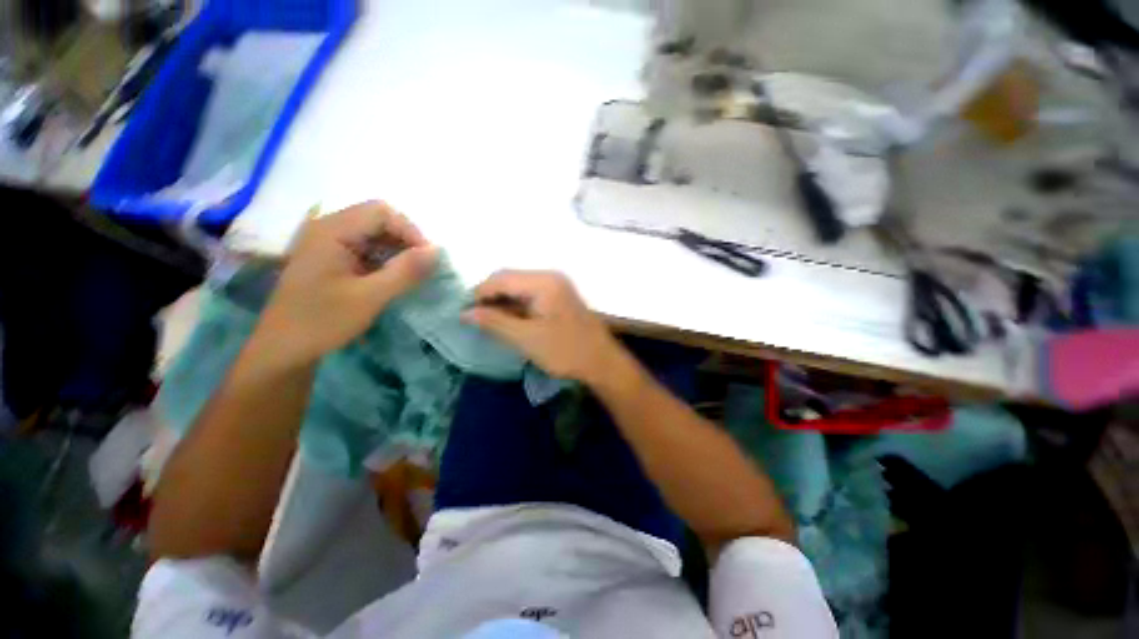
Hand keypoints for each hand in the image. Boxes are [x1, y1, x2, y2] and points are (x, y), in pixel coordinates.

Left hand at [257, 202, 436, 365]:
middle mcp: (327, 228)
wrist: (283, 349)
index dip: (410, 231)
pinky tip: (391, 279)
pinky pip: (365, 248)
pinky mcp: (330, 257)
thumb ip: (405, 271)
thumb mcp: (370, 297)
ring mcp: (326, 242)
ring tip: (409, 276)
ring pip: (374, 234)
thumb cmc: (323, 321)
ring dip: (396, 251)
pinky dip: (384, 259)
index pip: (381, 212)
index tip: (427, 260)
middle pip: (377, 219)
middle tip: (420, 269)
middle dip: (405, 241)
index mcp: (331, 231)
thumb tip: (437, 250)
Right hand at [463, 271, 622, 383]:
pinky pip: (531, 295)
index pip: (501, 278)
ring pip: (520, 287)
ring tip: (489, 321)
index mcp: (543, 282)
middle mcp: (550, 276)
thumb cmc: (565, 351)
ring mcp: (557, 285)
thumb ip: (494, 322)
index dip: (479, 293)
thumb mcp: (526, 338)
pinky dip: (517, 306)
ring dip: (503, 302)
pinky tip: (509, 320)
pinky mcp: (560, 296)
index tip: (463, 312)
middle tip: (475, 318)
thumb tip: (465, 312)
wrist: (602, 362)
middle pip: (510, 279)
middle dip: (491, 297)